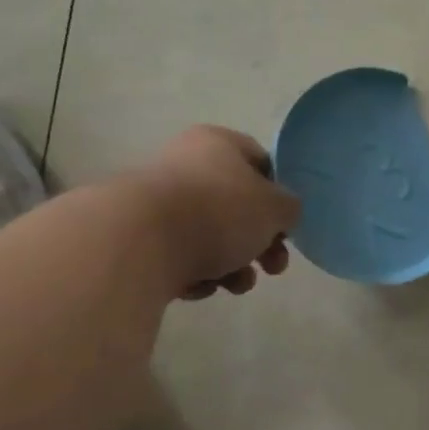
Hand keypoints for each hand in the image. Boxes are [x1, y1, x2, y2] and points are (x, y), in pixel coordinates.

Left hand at [132, 126, 300, 299]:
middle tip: (273, 267)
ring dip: (233, 264)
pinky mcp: (138, 238)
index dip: (279, 196)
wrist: (140, 242)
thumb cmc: (219, 211)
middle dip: (260, 242)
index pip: (261, 163)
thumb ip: (289, 209)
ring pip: (210, 235)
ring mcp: (158, 201)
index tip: (287, 226)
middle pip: (236, 206)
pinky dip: (196, 273)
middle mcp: (186, 164)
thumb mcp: (275, 208)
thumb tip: (283, 214)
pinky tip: (199, 286)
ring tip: (236, 285)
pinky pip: (180, 256)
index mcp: (218, 143)